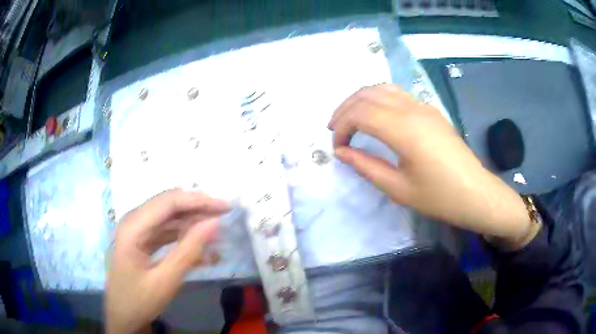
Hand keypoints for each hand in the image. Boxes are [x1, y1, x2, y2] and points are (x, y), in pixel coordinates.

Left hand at [105, 189, 228, 333]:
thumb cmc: (139, 301)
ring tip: (216, 229)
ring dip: (192, 221)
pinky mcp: (141, 239)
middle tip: (224, 215)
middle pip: (168, 205)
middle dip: (197, 208)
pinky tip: (199, 243)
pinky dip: (183, 235)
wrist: (123, 316)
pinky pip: (165, 231)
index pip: (168, 202)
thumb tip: (214, 223)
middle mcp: (133, 221)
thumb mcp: (165, 280)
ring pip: (168, 216)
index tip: (225, 207)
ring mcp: (136, 230)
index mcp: (133, 227)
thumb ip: (189, 250)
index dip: (198, 201)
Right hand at [328, 84, 530, 242]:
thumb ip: (366, 166)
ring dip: (360, 100)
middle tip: (334, 129)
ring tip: (350, 118)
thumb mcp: (398, 189)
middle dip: (345, 109)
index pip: (361, 114)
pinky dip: (378, 99)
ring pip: (382, 88)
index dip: (342, 127)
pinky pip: (397, 93)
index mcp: (405, 130)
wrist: (475, 193)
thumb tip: (343, 152)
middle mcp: (413, 109)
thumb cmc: (439, 197)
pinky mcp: (430, 110)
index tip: (337, 147)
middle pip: (367, 95)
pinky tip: (375, 115)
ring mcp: (423, 106)